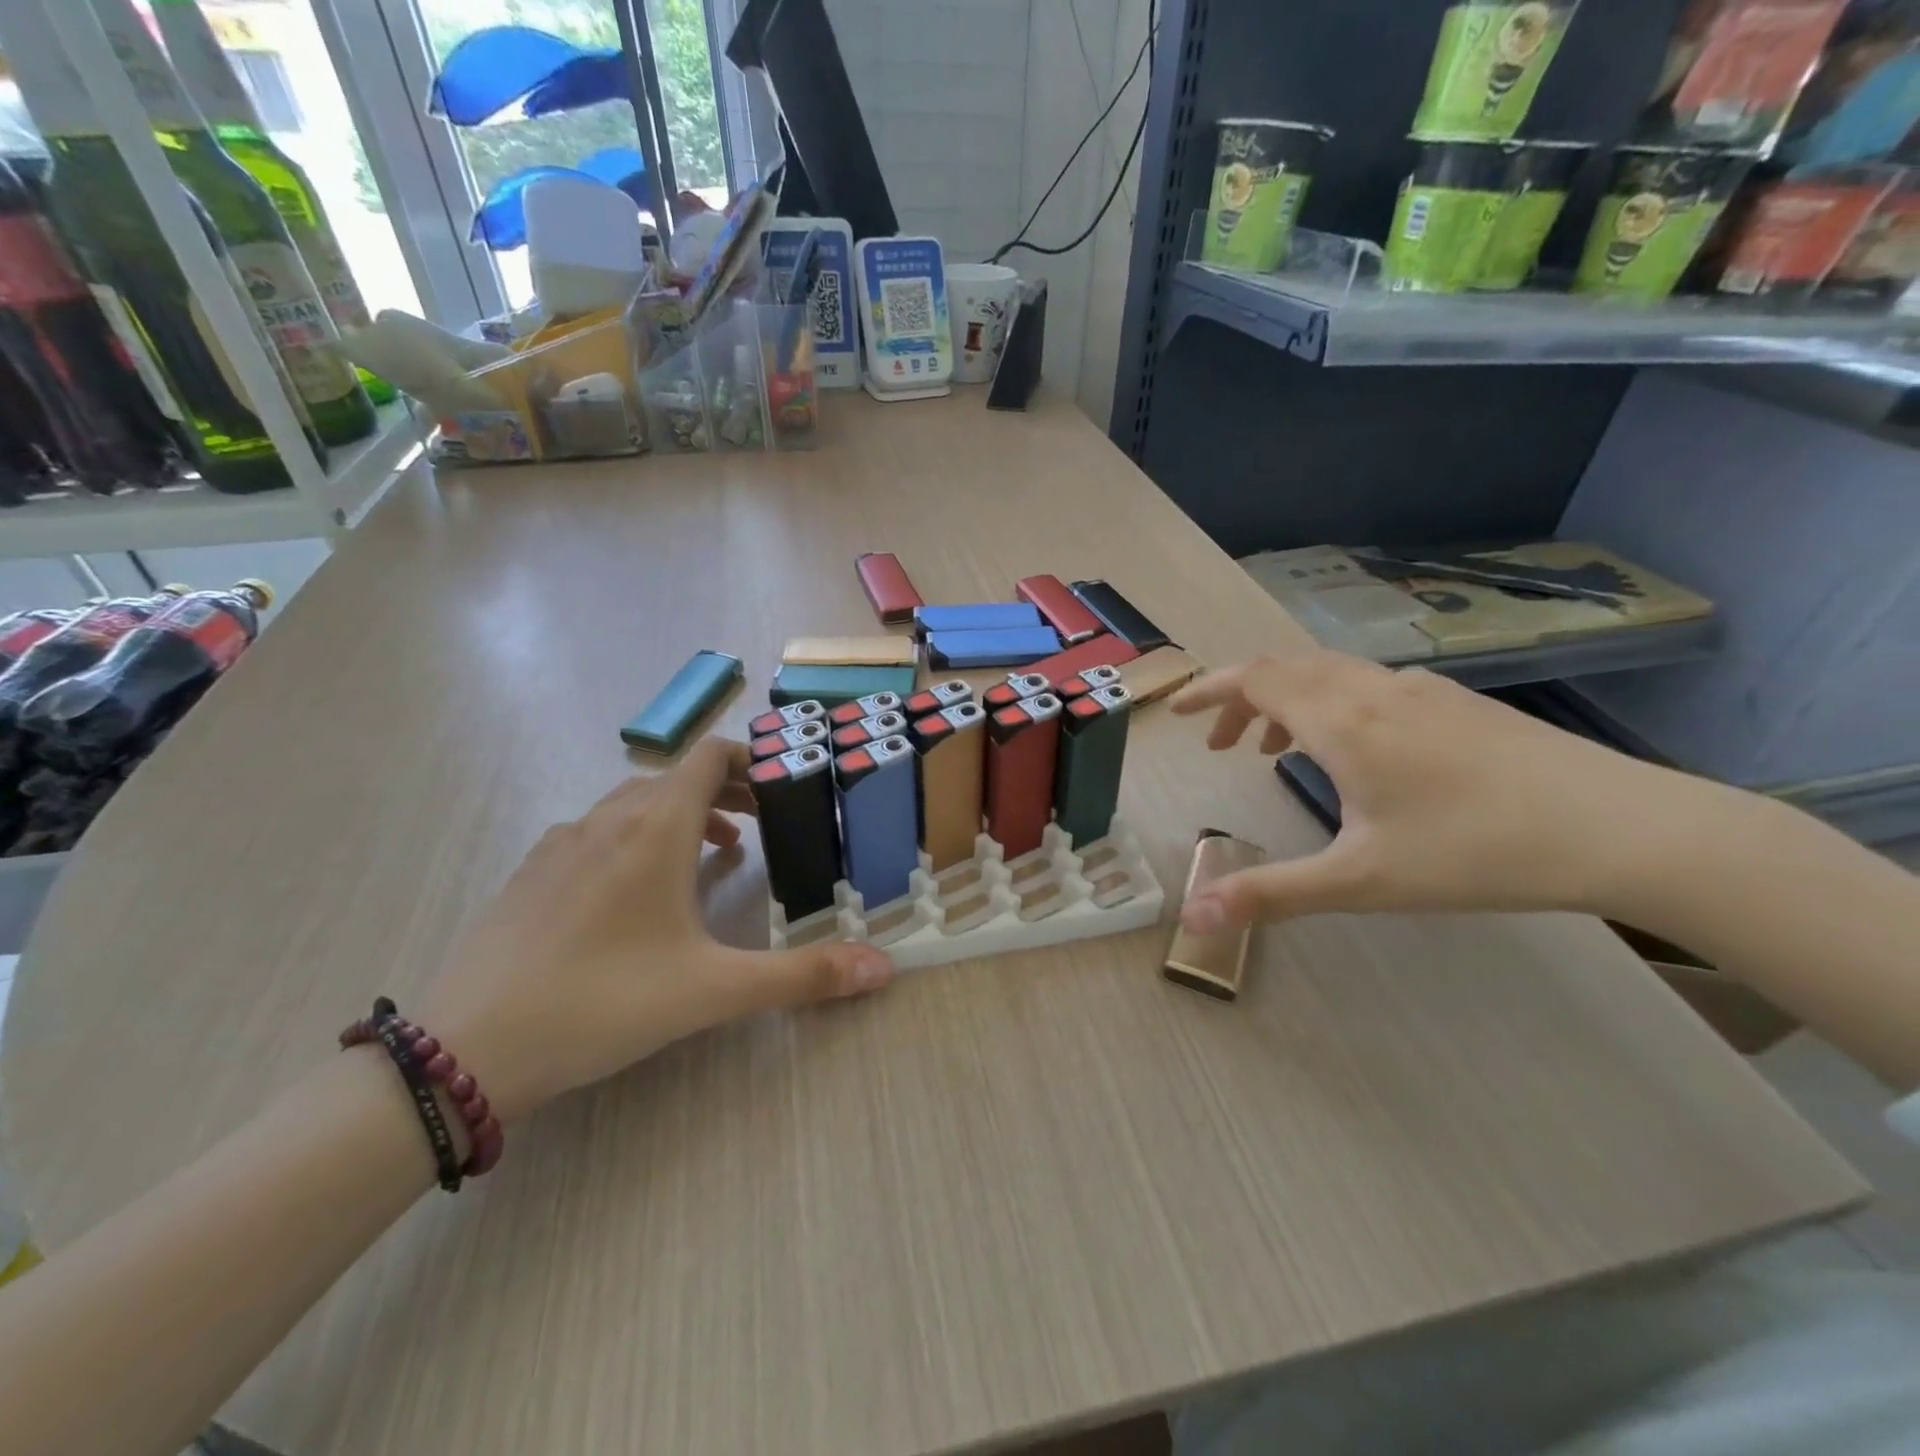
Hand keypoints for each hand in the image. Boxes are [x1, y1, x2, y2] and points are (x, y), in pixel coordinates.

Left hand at [417, 739, 893, 1120]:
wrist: (468, 1049)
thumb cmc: (604, 1002)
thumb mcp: (715, 990)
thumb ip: (803, 976)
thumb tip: (883, 967)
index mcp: (655, 828)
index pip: (708, 756)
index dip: (749, 757)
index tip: (781, 783)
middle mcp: (607, 820)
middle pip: (676, 777)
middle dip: (725, 791)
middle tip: (763, 824)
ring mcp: (561, 843)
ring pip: (633, 804)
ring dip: (681, 816)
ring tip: (714, 856)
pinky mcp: (531, 873)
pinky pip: (597, 832)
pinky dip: (635, 839)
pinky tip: (638, 894)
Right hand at [1170, 648, 1686, 930]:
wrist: (1621, 827)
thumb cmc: (1476, 850)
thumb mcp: (1361, 881)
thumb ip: (1271, 894)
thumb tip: (1193, 918)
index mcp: (1341, 721)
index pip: (1254, 680)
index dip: (1208, 691)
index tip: (1177, 712)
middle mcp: (1373, 690)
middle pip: (1287, 669)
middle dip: (1241, 699)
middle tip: (1220, 744)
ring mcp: (1420, 690)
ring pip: (1330, 675)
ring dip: (1287, 702)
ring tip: (1273, 750)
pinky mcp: (1456, 703)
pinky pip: (1367, 685)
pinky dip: (1331, 705)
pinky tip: (1354, 753)